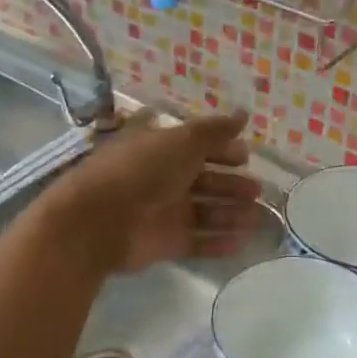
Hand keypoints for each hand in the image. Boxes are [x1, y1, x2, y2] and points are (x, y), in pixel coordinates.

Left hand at [47, 109, 262, 272]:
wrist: (99, 221)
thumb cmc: (141, 171)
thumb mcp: (181, 141)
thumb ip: (215, 130)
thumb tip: (244, 114)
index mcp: (160, 148)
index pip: (196, 146)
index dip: (222, 150)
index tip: (246, 158)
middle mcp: (162, 178)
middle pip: (204, 181)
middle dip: (232, 185)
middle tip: (257, 191)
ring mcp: (163, 212)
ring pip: (205, 212)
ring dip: (231, 214)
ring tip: (257, 219)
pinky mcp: (164, 243)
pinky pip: (197, 242)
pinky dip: (218, 242)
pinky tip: (241, 243)